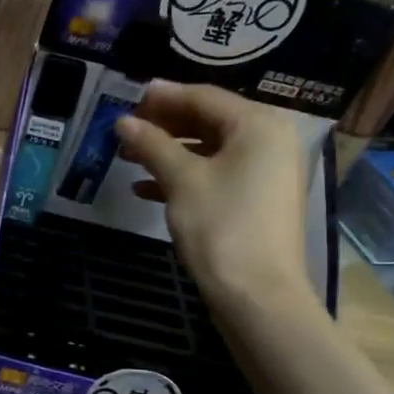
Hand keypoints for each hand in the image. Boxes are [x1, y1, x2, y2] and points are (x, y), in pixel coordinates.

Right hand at [114, 80, 319, 313]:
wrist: (258, 297)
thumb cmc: (222, 227)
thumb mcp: (181, 180)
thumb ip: (152, 144)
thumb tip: (123, 122)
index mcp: (259, 125)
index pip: (204, 97)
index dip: (163, 96)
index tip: (127, 98)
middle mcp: (270, 140)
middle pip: (209, 120)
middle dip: (164, 125)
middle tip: (126, 129)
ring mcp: (267, 172)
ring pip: (210, 149)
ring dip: (169, 152)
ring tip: (129, 158)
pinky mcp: (259, 200)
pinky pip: (218, 174)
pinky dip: (185, 177)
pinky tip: (146, 189)